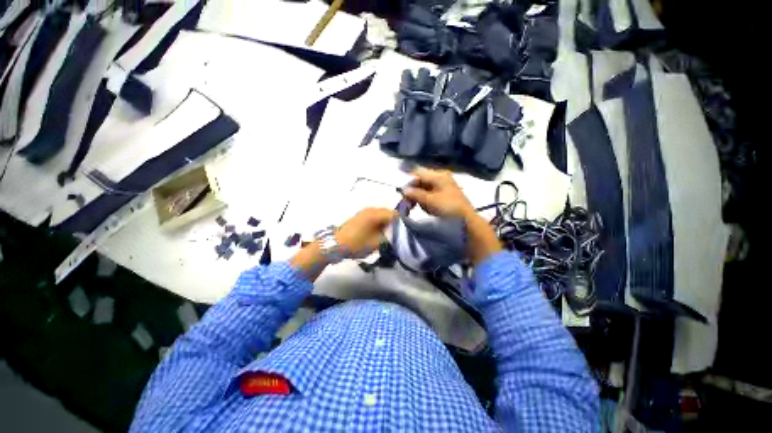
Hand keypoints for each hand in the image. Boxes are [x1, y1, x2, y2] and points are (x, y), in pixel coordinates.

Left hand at [292, 208, 395, 280]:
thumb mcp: (376, 244)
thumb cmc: (356, 244)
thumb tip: (399, 235)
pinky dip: (381, 223)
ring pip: (383, 215)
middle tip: (400, 234)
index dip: (403, 222)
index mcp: (375, 214)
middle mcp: (371, 209)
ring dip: (388, 223)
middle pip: (389, 213)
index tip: (407, 232)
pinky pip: (376, 217)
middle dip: (396, 223)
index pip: (395, 214)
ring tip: (390, 235)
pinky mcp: (361, 216)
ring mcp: (365, 212)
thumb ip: (390, 238)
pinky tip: (381, 232)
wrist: (334, 244)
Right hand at [402, 167, 475, 218]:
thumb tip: (403, 190)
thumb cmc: (449, 208)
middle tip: (405, 203)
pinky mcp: (443, 196)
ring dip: (417, 197)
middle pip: (420, 181)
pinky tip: (423, 208)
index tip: (400, 190)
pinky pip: (428, 195)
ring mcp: (442, 187)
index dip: (408, 180)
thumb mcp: (431, 201)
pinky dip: (423, 201)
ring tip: (412, 207)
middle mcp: (440, 178)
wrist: (467, 221)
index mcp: (438, 176)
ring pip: (423, 189)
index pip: (418, 173)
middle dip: (412, 191)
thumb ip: (416, 194)